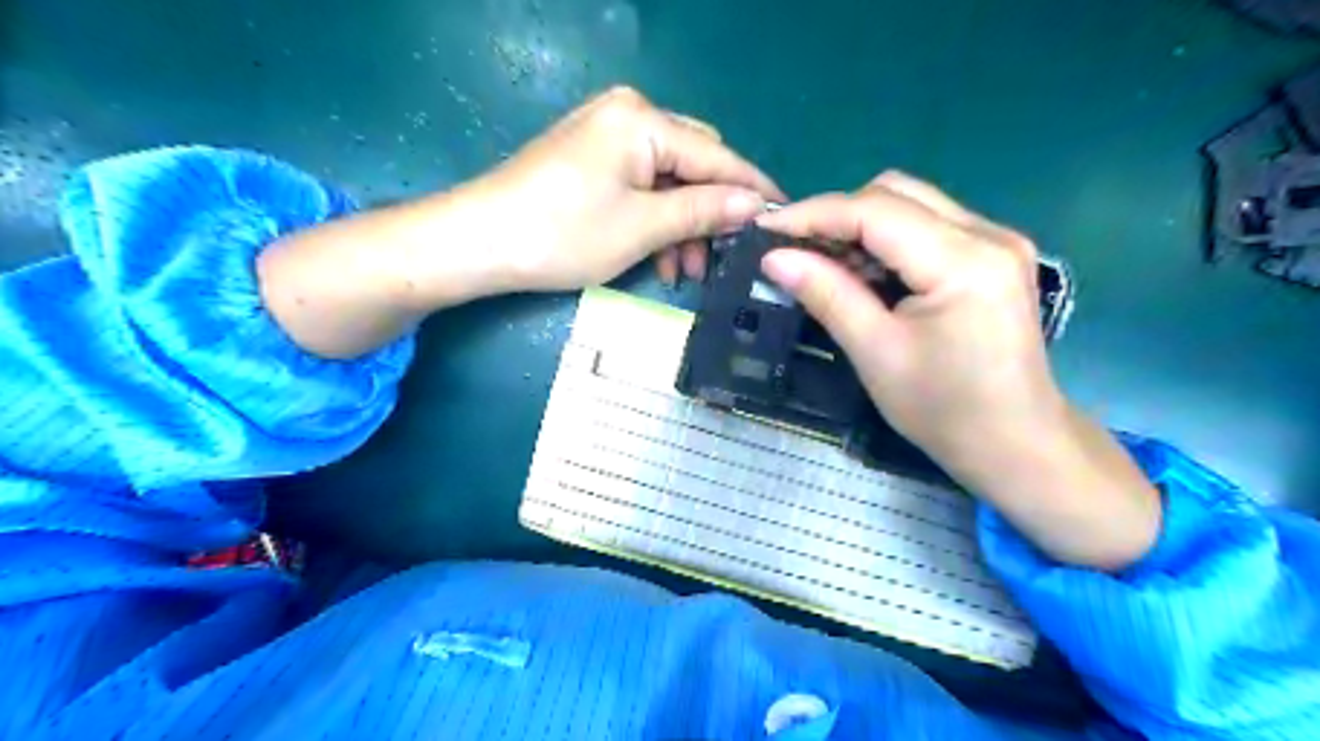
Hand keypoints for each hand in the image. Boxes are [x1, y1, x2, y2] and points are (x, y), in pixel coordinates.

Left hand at [464, 88, 782, 292]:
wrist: (479, 243)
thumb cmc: (563, 233)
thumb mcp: (642, 227)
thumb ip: (702, 211)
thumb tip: (755, 205)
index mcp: (643, 120)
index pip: (717, 155)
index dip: (752, 189)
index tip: (785, 217)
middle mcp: (628, 114)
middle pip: (694, 163)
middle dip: (710, 213)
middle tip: (723, 258)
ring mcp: (606, 135)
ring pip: (668, 180)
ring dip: (682, 224)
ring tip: (685, 272)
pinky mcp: (592, 158)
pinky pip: (641, 185)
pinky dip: (655, 219)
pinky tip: (660, 258)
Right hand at [759, 171, 1060, 465]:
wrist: (1015, 443)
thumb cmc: (944, 409)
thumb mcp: (876, 353)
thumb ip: (827, 295)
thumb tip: (774, 258)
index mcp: (964, 261)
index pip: (876, 210)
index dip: (814, 214)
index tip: (765, 229)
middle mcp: (988, 234)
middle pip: (896, 193)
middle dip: (837, 214)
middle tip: (794, 249)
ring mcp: (997, 240)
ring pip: (911, 204)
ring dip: (860, 225)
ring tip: (822, 263)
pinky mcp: (993, 255)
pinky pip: (927, 225)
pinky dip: (886, 240)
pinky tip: (863, 271)